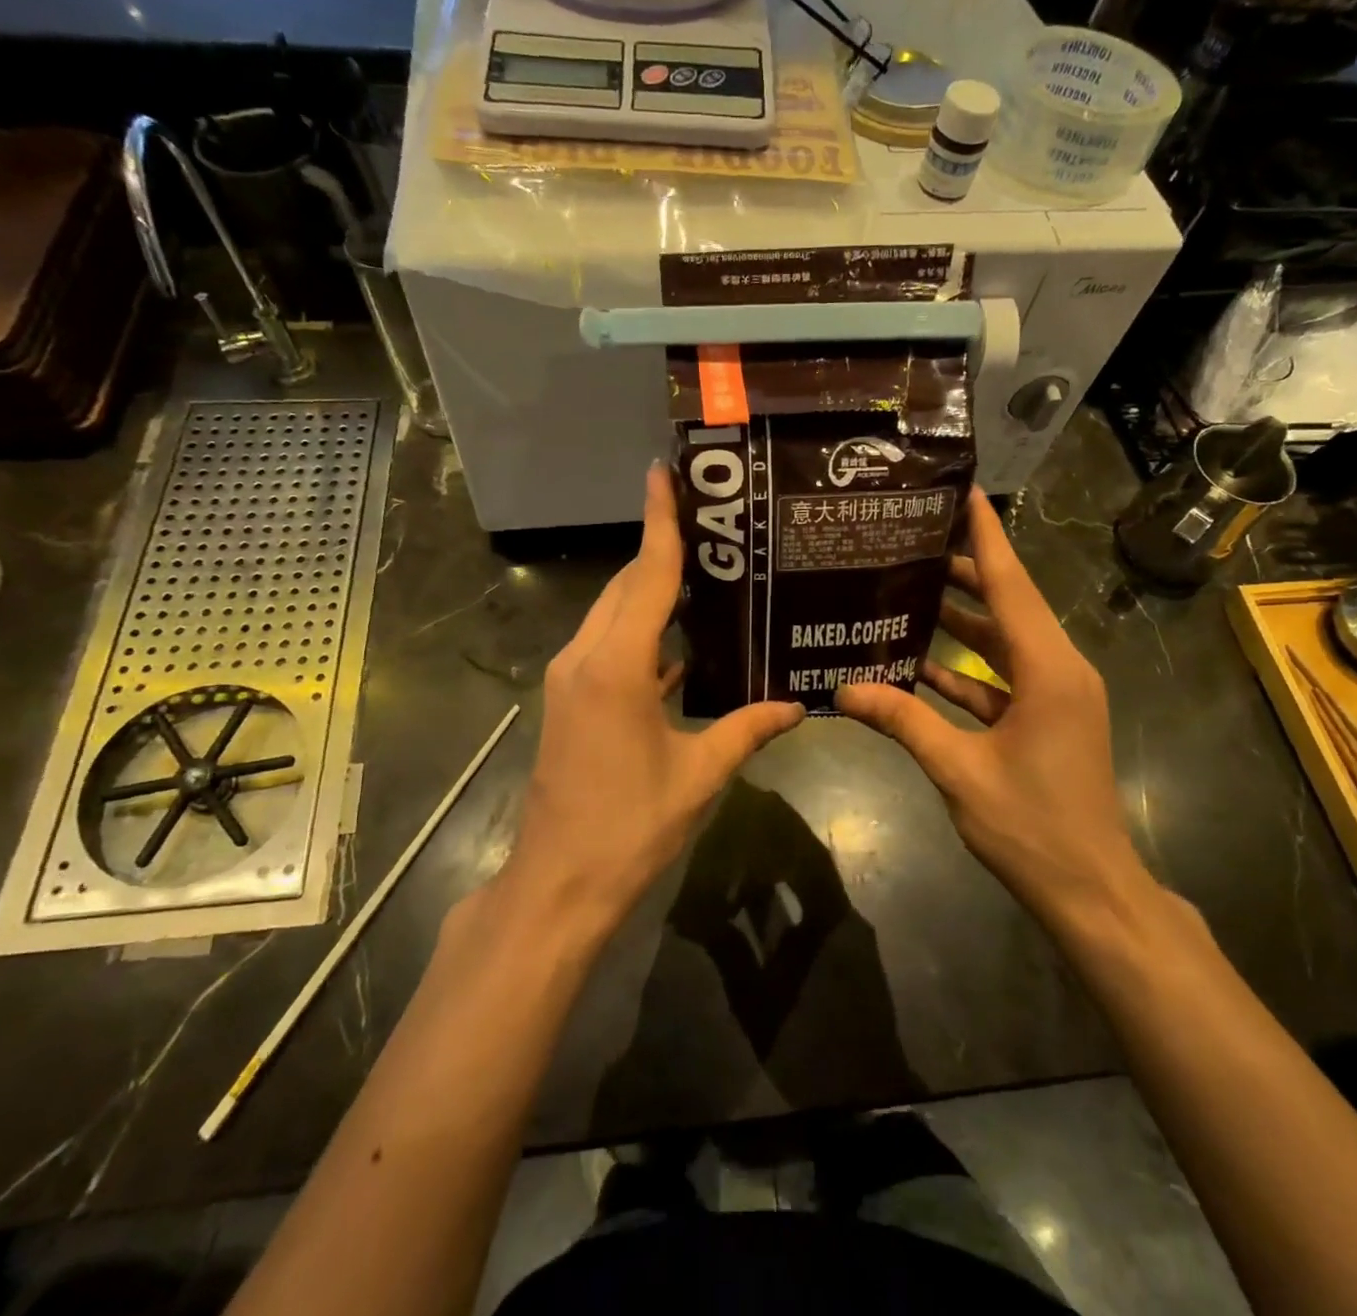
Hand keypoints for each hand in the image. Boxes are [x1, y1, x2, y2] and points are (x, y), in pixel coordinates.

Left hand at [504, 465, 804, 933]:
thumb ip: (748, 730)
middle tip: (714, 527)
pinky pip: (608, 646)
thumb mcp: (699, 775)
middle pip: (626, 587)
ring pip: (613, 614)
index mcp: (616, 666)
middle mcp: (585, 658)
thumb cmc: (631, 826)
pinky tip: (680, 642)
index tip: (662, 472)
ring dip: (650, 592)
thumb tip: (798, 706)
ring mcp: (569, 678)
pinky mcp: (569, 700)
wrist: (558, 883)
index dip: (659, 522)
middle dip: (662, 553)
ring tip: (706, 575)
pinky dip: (640, 632)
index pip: (646, 576)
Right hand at [835, 488, 1150, 925]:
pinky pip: (1002, 678)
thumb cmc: (1031, 826)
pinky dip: (966, 668)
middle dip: (962, 572)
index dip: (986, 536)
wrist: (1090, 889)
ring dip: (961, 620)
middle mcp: (1059, 670)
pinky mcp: (1047, 719)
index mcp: (1048, 670)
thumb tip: (842, 690)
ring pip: (1003, 642)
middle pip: (1006, 605)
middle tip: (909, 542)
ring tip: (907, 589)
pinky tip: (920, 662)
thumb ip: (903, 721)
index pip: (1011, 585)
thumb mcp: (959, 770)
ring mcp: (1055, 696)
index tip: (963, 492)